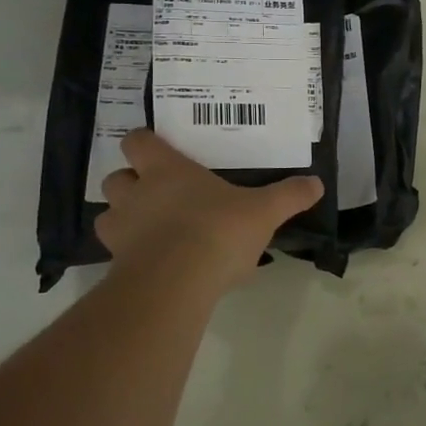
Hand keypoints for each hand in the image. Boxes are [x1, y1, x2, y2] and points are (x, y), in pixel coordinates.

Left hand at [95, 129, 322, 287]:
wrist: (175, 284)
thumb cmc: (217, 231)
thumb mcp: (264, 211)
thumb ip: (289, 196)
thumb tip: (317, 183)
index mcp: (166, 170)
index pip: (139, 141)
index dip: (146, 143)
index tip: (160, 149)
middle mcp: (137, 194)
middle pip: (116, 177)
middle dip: (131, 182)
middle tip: (157, 193)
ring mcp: (122, 230)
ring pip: (108, 215)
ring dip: (123, 218)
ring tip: (150, 229)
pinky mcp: (117, 265)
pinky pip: (115, 253)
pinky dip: (128, 255)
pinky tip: (153, 263)